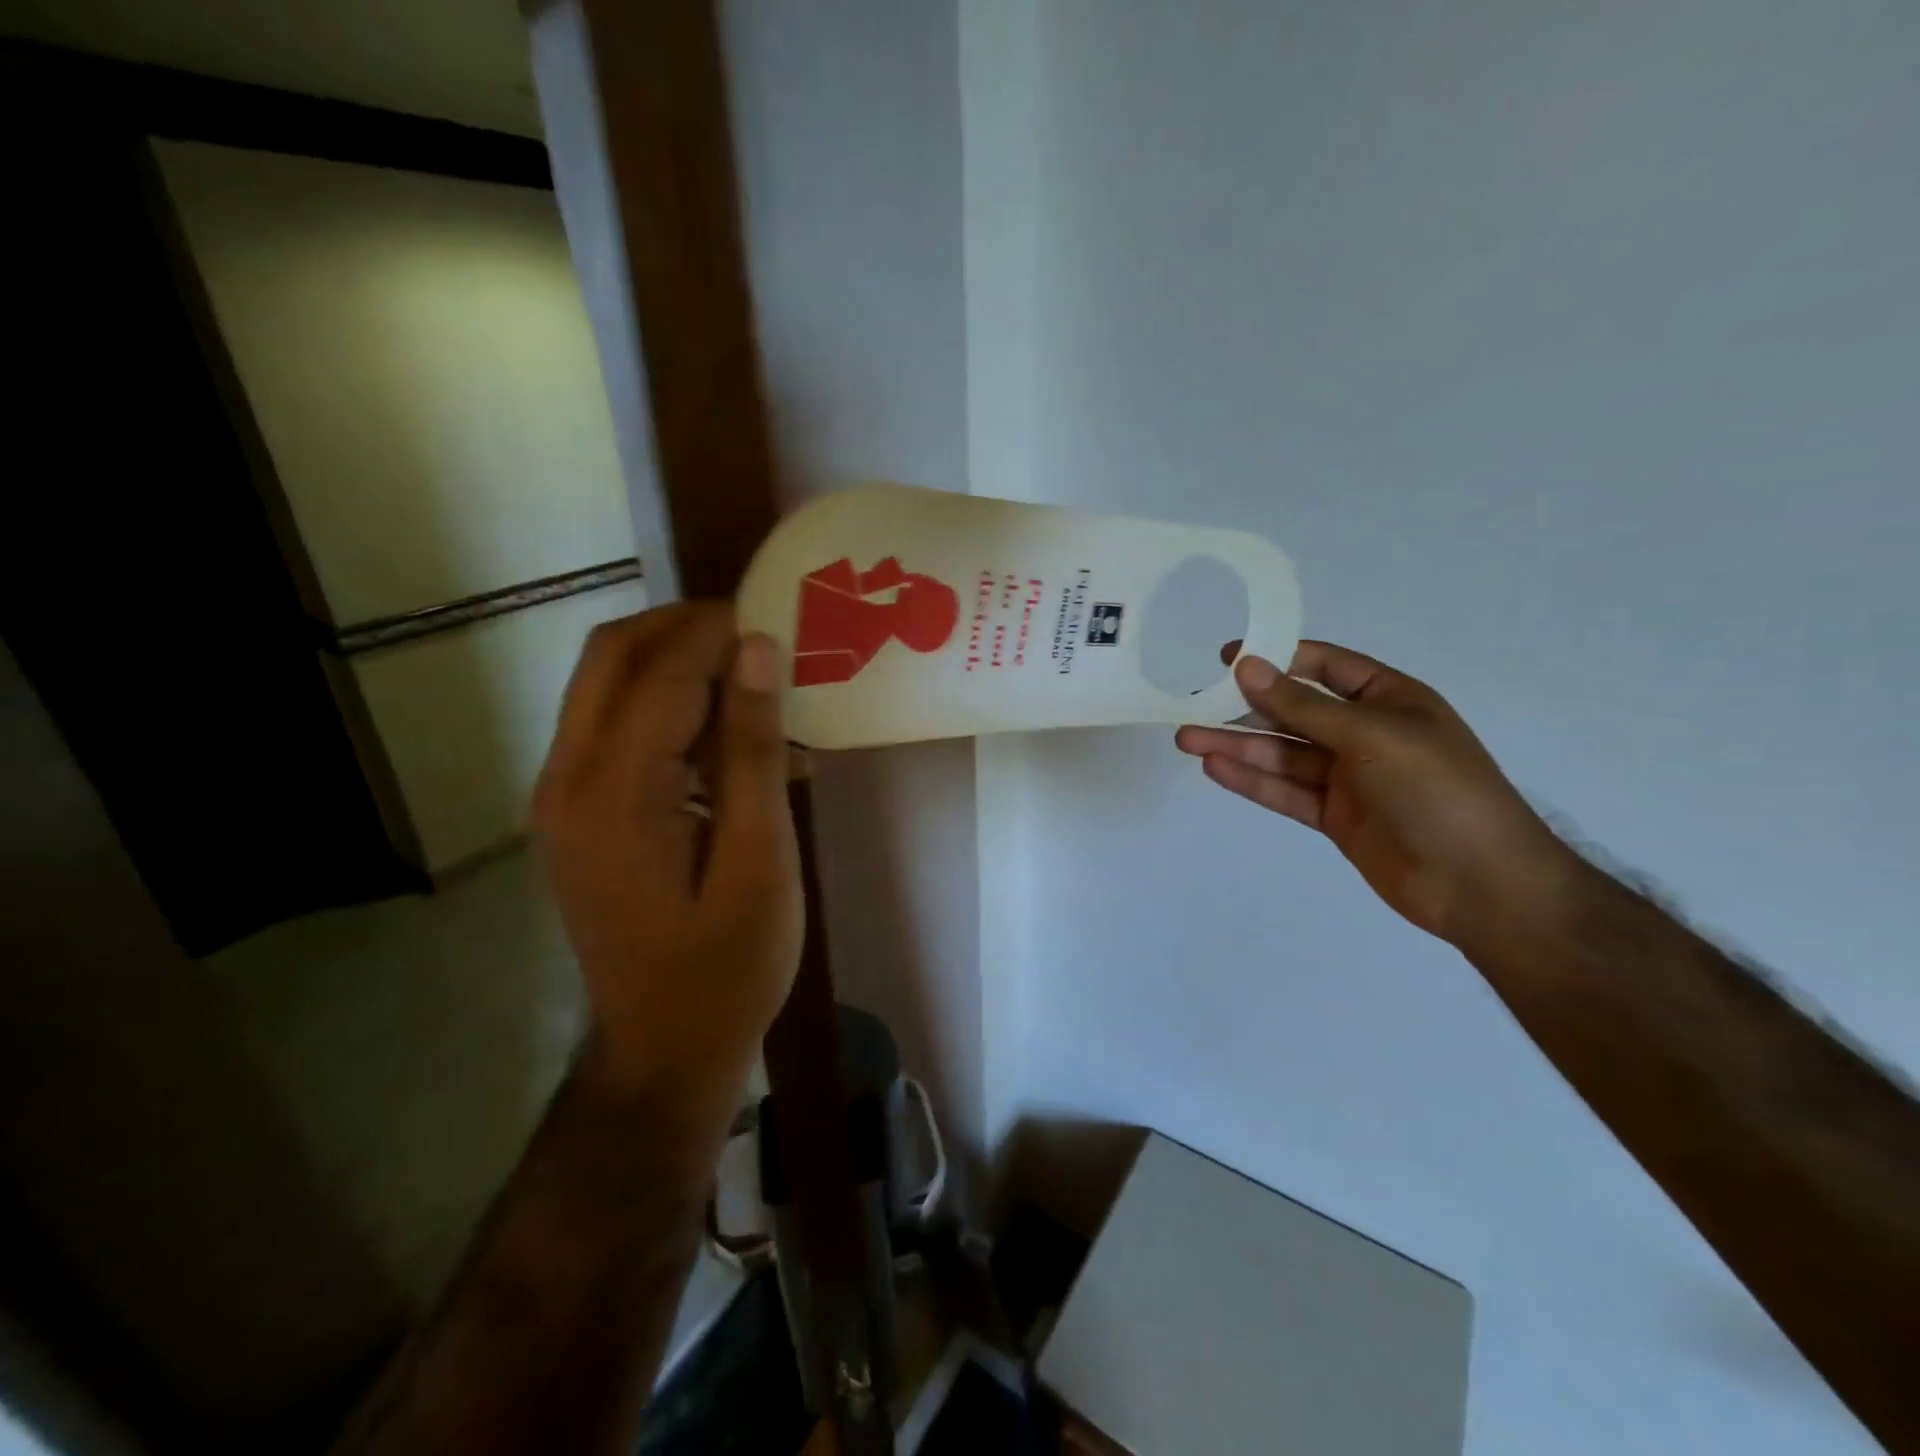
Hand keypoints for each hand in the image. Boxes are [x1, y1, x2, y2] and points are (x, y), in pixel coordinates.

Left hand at [533, 603, 801, 1102]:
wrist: (664, 1049)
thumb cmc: (727, 967)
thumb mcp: (759, 860)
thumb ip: (752, 751)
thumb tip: (758, 651)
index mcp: (613, 795)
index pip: (662, 671)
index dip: (720, 630)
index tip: (780, 611)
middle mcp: (566, 780)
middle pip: (612, 656)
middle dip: (685, 627)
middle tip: (760, 631)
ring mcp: (561, 797)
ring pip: (607, 684)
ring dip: (676, 662)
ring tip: (752, 675)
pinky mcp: (575, 813)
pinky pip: (615, 728)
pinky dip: (668, 707)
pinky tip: (727, 734)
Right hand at [1175, 640, 1578, 945]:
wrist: (1482, 885)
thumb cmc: (1438, 791)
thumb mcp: (1372, 735)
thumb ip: (1303, 706)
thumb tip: (1248, 667)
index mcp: (1389, 700)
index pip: (1325, 667)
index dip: (1277, 658)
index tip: (1227, 658)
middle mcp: (1365, 734)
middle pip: (1293, 713)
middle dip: (1244, 709)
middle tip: (1192, 704)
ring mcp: (1348, 778)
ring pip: (1282, 754)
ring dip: (1236, 746)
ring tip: (1187, 739)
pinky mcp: (1334, 816)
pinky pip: (1285, 791)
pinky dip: (1251, 780)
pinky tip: (1215, 768)